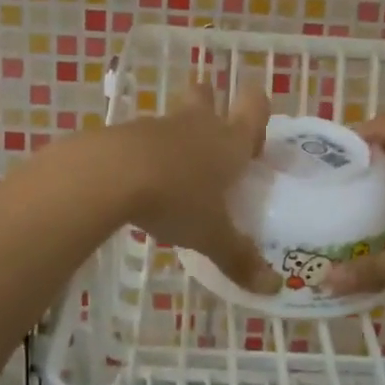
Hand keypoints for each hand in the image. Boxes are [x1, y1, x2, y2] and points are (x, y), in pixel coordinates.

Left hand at [113, 81, 280, 295]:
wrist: (110, 174)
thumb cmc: (176, 199)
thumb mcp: (211, 235)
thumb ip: (239, 258)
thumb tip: (273, 289)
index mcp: (229, 142)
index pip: (253, 107)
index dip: (257, 109)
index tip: (254, 128)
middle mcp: (198, 125)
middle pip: (206, 96)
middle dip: (210, 104)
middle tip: (211, 133)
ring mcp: (159, 126)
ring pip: (174, 119)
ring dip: (177, 136)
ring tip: (175, 173)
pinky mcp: (126, 134)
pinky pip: (144, 139)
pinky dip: (147, 154)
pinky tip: (142, 184)